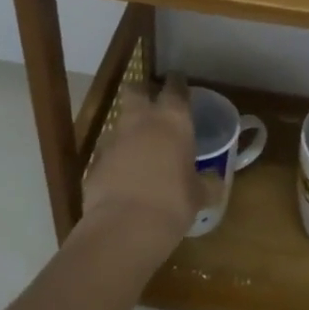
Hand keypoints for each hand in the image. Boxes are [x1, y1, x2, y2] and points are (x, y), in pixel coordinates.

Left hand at [82, 71, 216, 245]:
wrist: (125, 226)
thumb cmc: (173, 203)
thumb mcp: (199, 195)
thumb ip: (206, 183)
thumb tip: (214, 183)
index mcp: (173, 120)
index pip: (175, 87)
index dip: (177, 83)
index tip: (179, 83)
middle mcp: (140, 121)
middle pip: (135, 90)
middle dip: (141, 92)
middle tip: (151, 103)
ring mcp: (112, 139)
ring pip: (119, 123)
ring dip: (128, 131)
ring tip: (140, 149)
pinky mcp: (93, 162)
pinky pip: (107, 153)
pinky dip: (116, 159)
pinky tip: (124, 177)